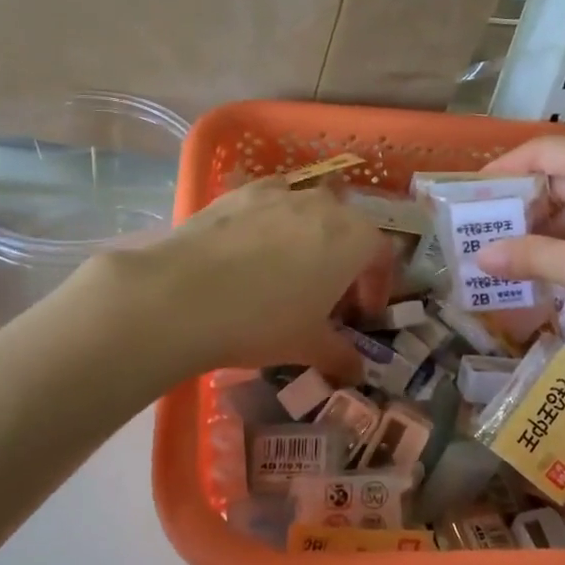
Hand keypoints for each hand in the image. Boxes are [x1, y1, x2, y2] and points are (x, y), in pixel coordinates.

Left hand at [99, 177, 388, 378]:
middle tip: (328, 297)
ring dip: (310, 238)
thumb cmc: (262, 321)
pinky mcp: (240, 192)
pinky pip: (270, 202)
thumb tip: (357, 372)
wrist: (182, 294)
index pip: (382, 256)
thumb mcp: (307, 345)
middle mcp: (324, 205)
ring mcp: (280, 193)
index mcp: (354, 239)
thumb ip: (340, 355)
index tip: (362, 314)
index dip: (377, 286)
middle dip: (345, 261)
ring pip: (309, 211)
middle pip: (348, 229)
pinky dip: (272, 221)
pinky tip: (252, 248)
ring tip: (289, 271)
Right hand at [473, 136, 564, 356]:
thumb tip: (479, 258)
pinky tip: (561, 259)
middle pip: (564, 172)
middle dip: (526, 203)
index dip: (503, 171)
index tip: (472, 195)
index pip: (541, 151)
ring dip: (553, 222)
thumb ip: (528, 257)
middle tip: (490, 231)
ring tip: (518, 252)